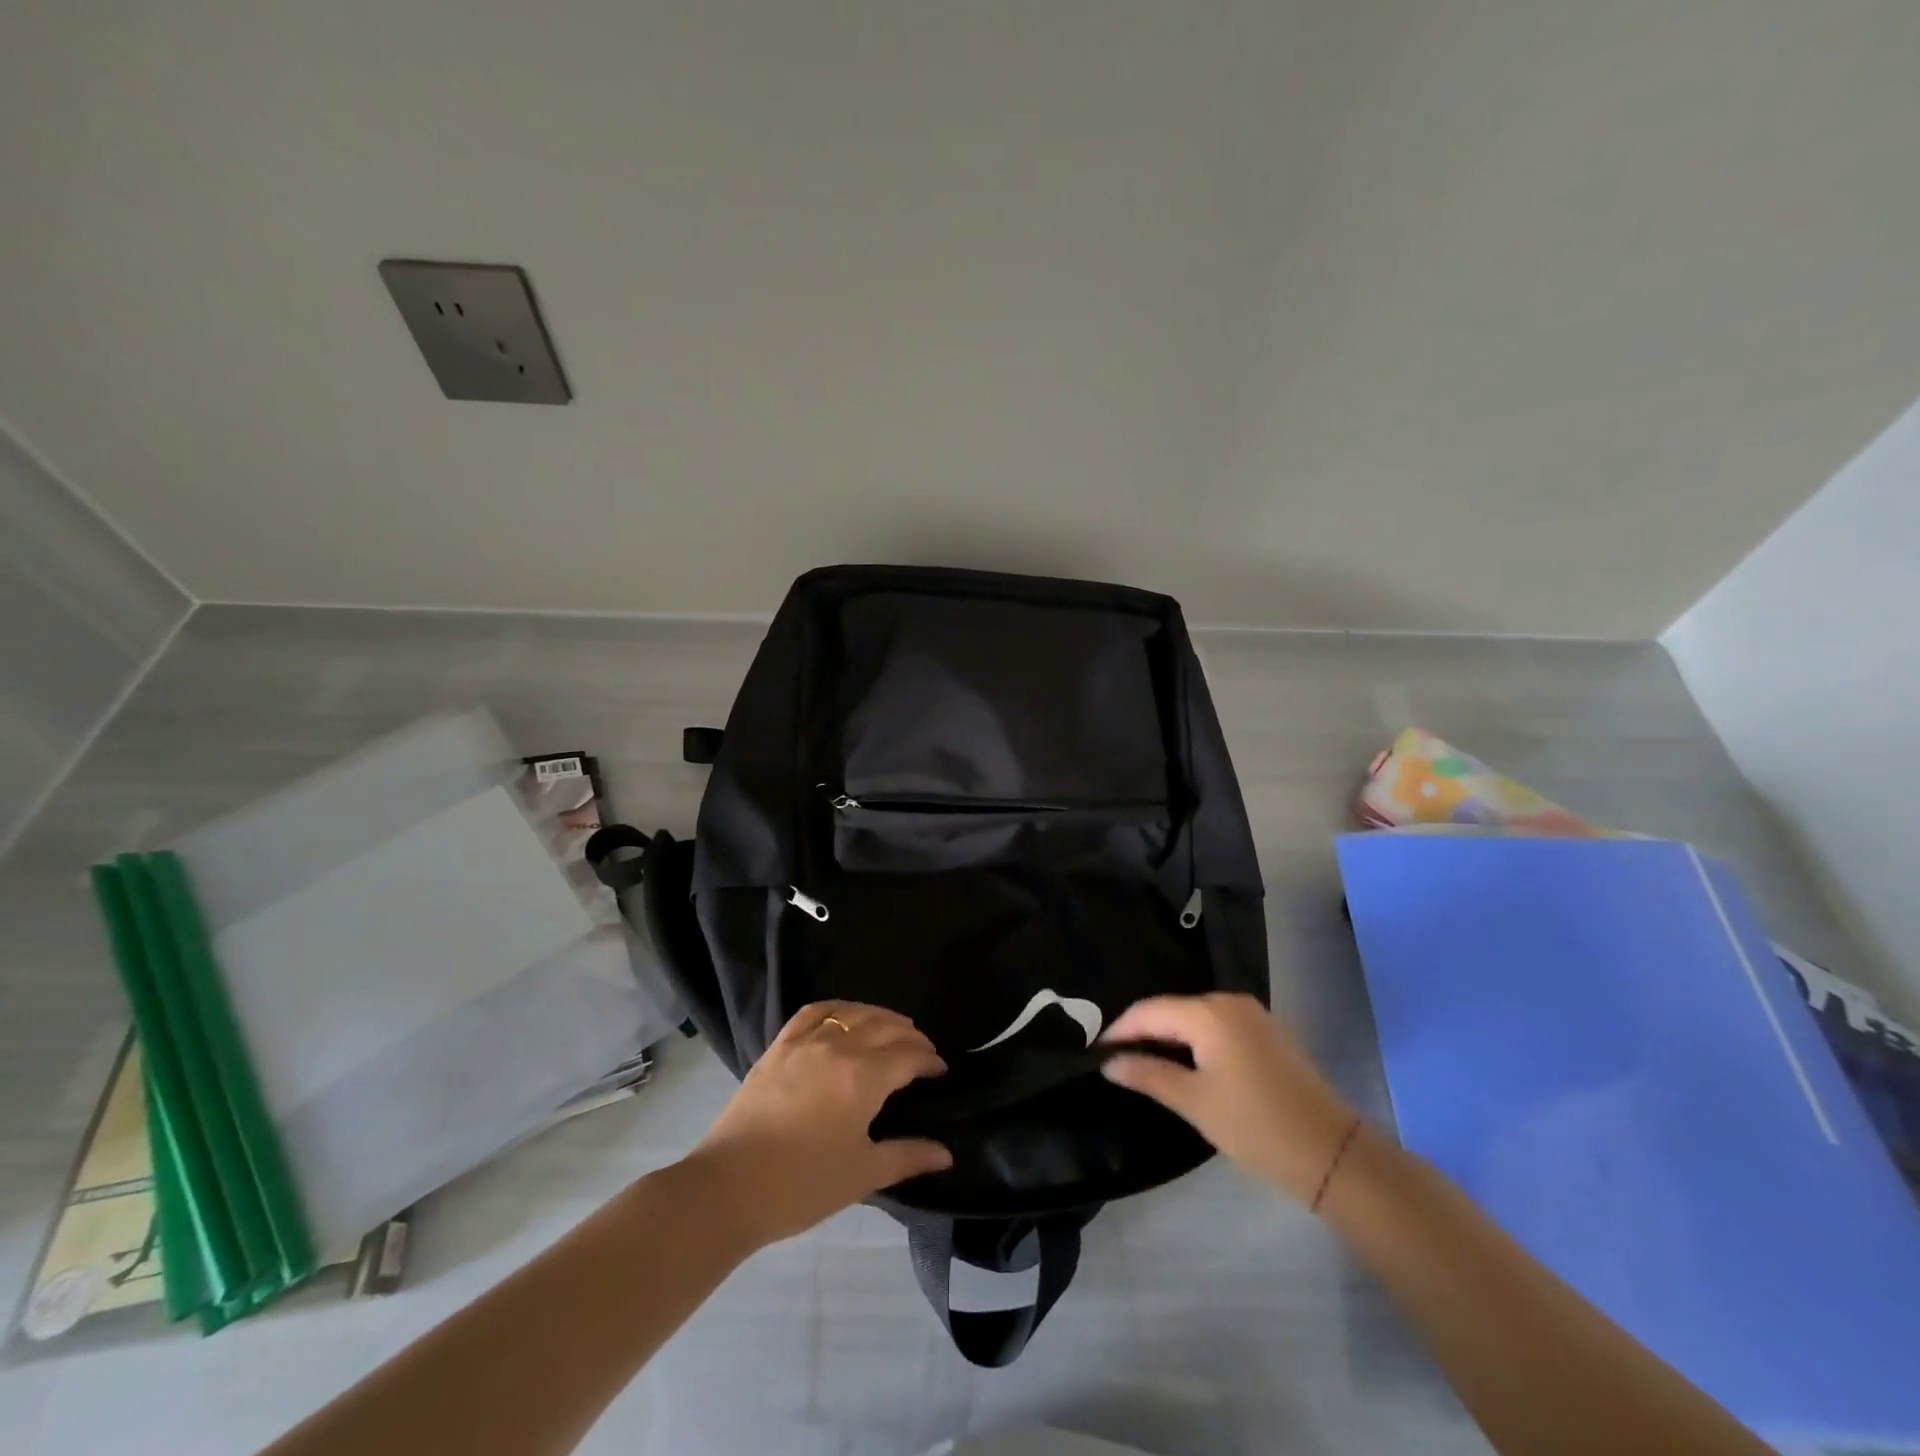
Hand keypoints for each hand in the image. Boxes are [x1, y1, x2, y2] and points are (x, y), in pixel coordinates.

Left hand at [686, 1001, 953, 1248]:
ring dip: (879, 1016)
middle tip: (922, 1051)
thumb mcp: (862, 1175)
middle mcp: (839, 1047)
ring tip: (892, 1028)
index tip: (940, 1070)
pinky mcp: (780, 1046)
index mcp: (864, 1077)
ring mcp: (806, 1041)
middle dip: (910, 1036)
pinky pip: (814, 1011)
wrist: (729, 1187)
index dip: (929, 1060)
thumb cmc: (802, 1185)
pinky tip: (844, 1015)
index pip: (908, 1056)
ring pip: (853, 1012)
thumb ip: (907, 1157)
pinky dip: (837, 1007)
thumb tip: (946, 1154)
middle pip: (885, 1027)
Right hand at [1102, 993, 1358, 1204]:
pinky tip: (1184, 1063)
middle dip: (1143, 1032)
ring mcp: (1252, 1015)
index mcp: (1208, 1013)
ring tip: (1145, 1063)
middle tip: (1117, 1060)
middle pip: (1172, 1009)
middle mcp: (1229, 1002)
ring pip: (1194, 1018)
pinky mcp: (1267, 1032)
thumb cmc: (1256, 1126)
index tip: (1096, 1052)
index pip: (1149, 1010)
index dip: (1120, 1029)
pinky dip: (1195, 1040)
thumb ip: (1148, 1075)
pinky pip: (1217, 1026)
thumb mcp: (1195, 1102)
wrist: (1333, 1154)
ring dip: (1169, 1037)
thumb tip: (1109, 1062)